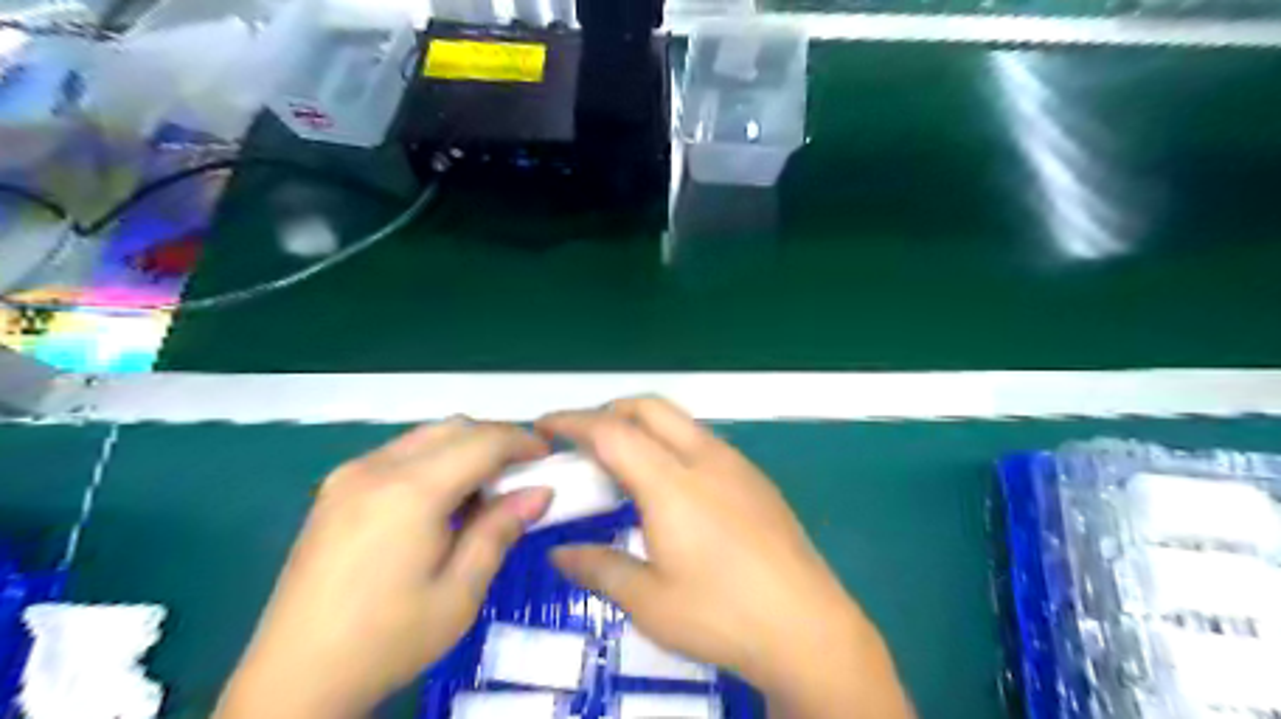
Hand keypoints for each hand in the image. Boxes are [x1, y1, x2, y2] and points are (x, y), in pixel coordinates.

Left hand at [213, 422, 551, 718]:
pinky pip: (399, 454)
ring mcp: (349, 475)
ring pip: (425, 436)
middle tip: (522, 473)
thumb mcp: (460, 592)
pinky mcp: (334, 490)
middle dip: (495, 440)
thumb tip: (541, 492)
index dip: (522, 442)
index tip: (548, 459)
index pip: (482, 441)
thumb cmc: (387, 641)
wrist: (292, 681)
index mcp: (411, 491)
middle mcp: (377, 468)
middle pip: (453, 428)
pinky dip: (433, 460)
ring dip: (464, 448)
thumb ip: (501, 530)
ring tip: (485, 489)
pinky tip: (441, 500)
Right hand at [535, 398, 909, 718]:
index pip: (612, 432)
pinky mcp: (755, 478)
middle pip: (649, 408)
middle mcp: (705, 458)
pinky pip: (702, 441)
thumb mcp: (649, 601)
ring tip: (620, 463)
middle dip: (608, 411)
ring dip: (642, 426)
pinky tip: (668, 485)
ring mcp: (736, 464)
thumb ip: (599, 567)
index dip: (573, 422)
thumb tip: (559, 553)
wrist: (808, 627)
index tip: (544, 426)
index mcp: (672, 483)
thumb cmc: (722, 614)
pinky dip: (670, 443)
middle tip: (581, 441)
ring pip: (679, 421)